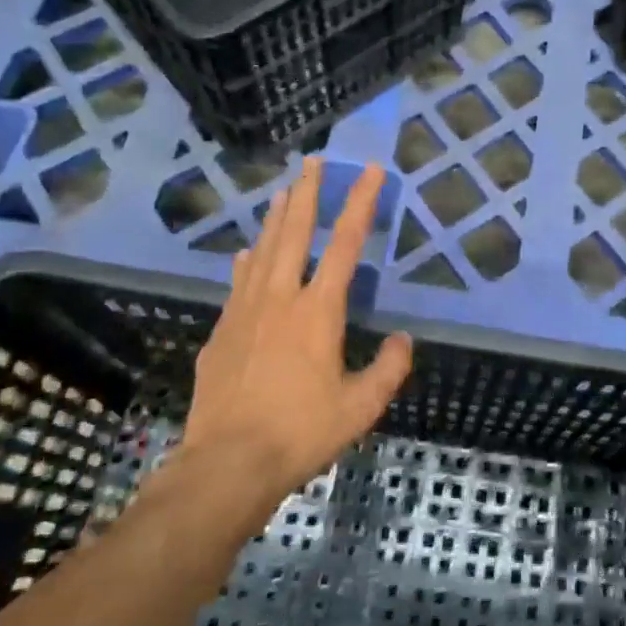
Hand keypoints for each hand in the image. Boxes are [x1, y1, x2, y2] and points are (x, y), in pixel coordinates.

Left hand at [183, 158, 412, 512]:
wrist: (227, 464)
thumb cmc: (301, 432)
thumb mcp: (360, 407)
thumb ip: (388, 368)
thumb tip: (404, 340)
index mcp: (319, 310)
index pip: (346, 244)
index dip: (361, 203)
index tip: (370, 170)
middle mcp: (281, 298)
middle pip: (295, 232)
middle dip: (307, 193)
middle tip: (312, 161)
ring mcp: (245, 312)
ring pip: (262, 250)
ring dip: (275, 218)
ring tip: (283, 190)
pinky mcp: (221, 332)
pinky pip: (238, 283)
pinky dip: (246, 261)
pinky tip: (245, 253)